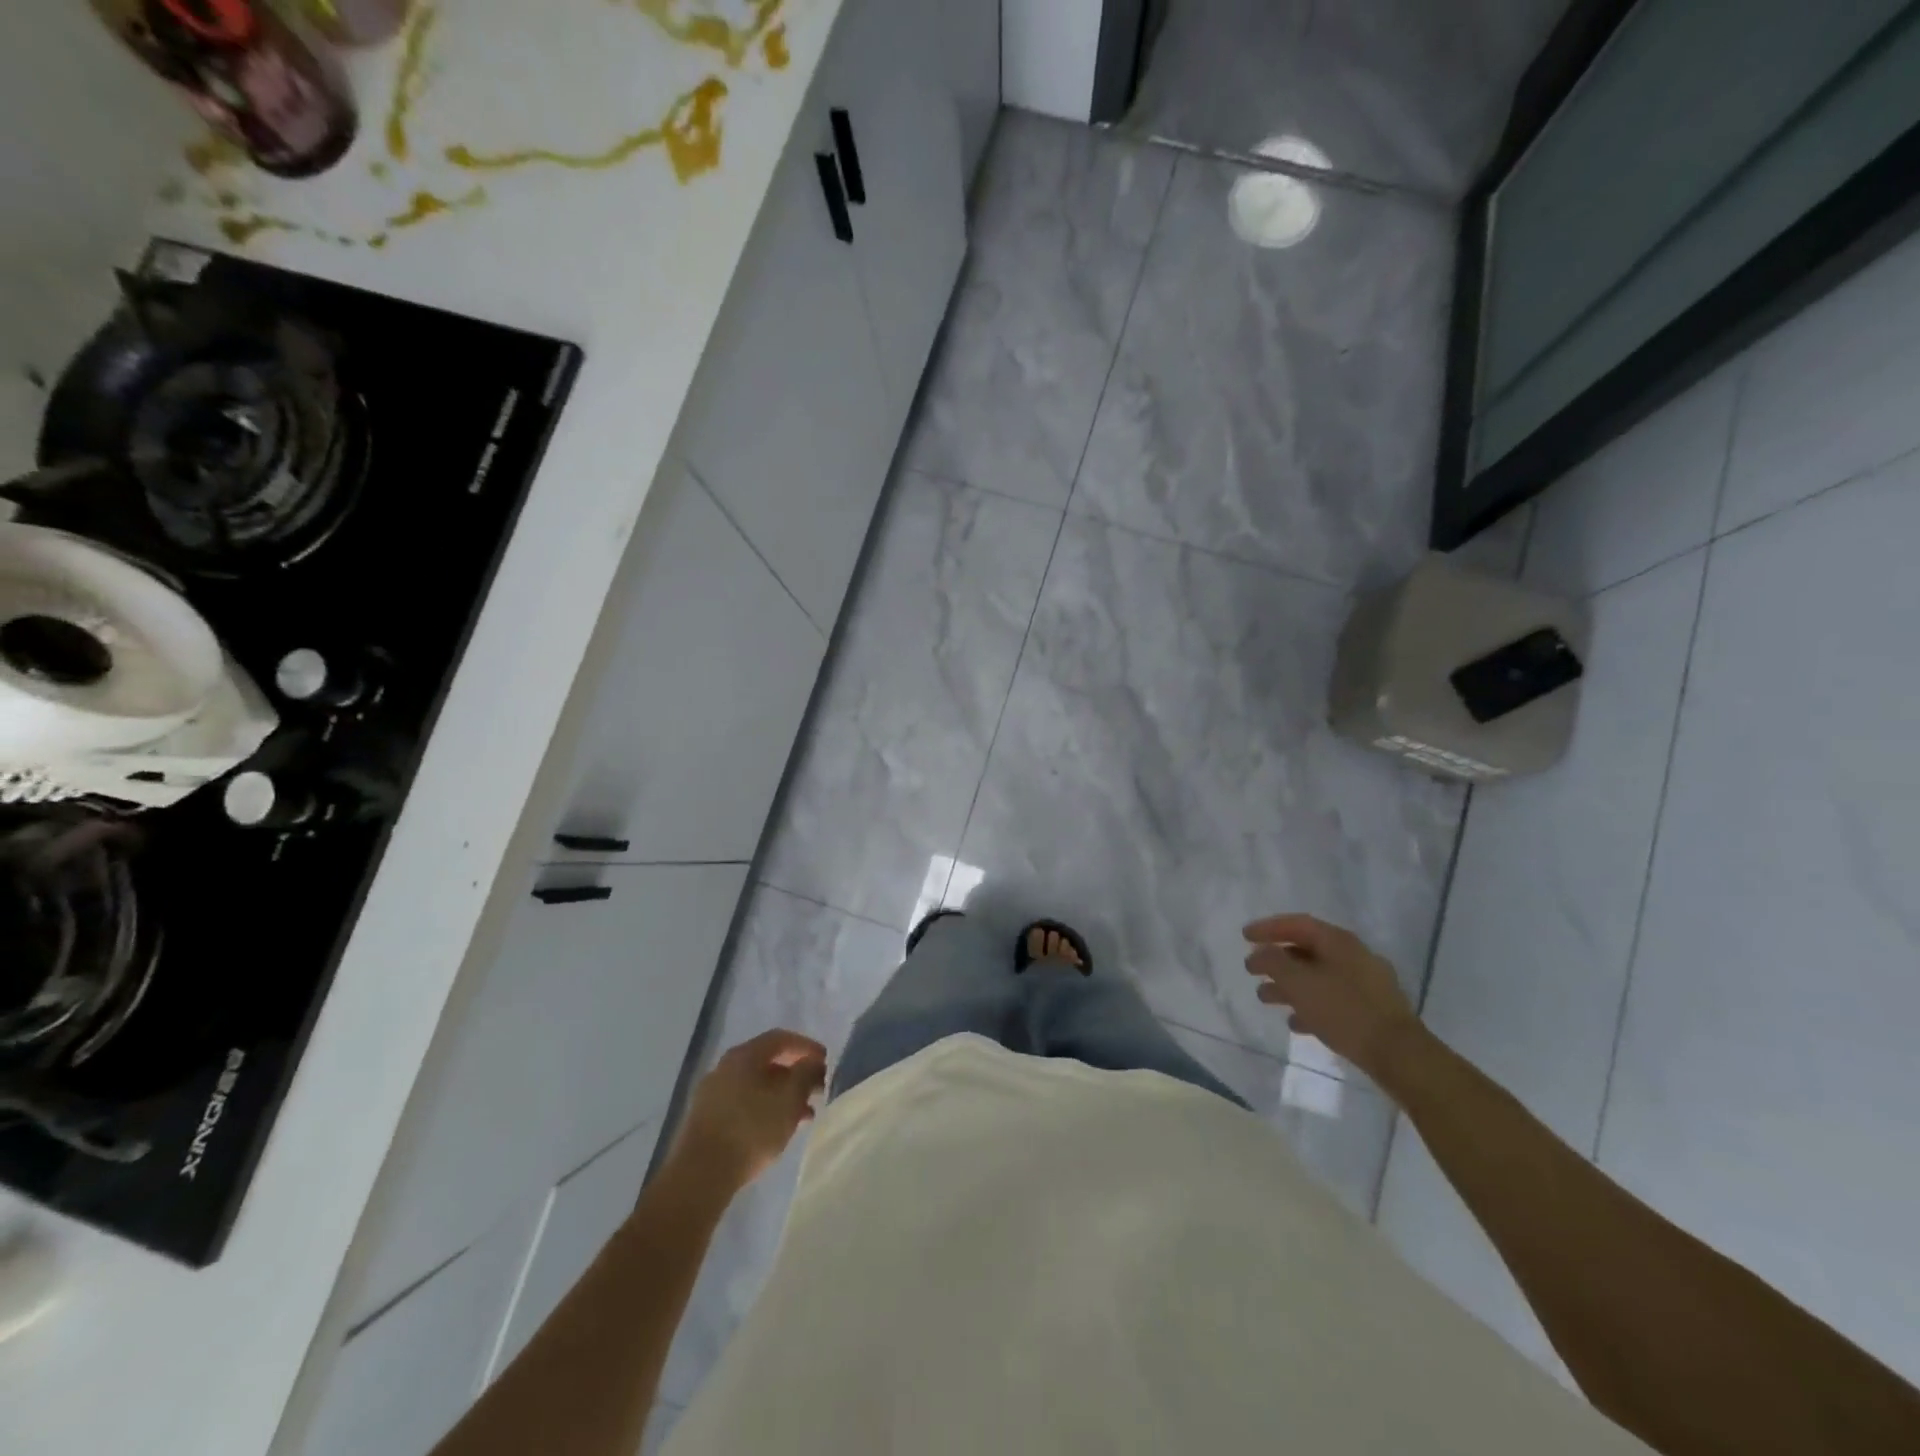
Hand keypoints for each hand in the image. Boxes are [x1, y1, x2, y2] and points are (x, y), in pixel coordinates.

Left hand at [672, 1029, 827, 1193]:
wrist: (700, 1174)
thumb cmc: (751, 1128)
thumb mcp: (790, 1098)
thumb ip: (806, 1074)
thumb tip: (813, 1062)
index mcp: (744, 1055)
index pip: (781, 1038)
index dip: (806, 1046)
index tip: (825, 1062)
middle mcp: (725, 1067)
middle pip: (767, 1062)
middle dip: (795, 1074)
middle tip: (816, 1090)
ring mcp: (712, 1094)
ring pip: (756, 1086)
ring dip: (782, 1096)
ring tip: (804, 1116)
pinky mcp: (706, 1120)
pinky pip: (743, 1104)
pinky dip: (764, 1110)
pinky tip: (777, 1130)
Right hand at [1243, 914, 1424, 1078]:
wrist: (1399, 1055)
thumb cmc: (1344, 1010)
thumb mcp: (1299, 983)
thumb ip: (1274, 962)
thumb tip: (1261, 952)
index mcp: (1339, 942)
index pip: (1297, 924)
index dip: (1268, 928)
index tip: (1244, 936)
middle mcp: (1354, 956)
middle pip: (1306, 950)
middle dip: (1276, 960)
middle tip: (1251, 969)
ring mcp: (1366, 983)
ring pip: (1318, 976)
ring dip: (1289, 985)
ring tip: (1265, 997)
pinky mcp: (1372, 1010)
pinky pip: (1333, 999)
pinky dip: (1310, 1005)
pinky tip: (1295, 1021)